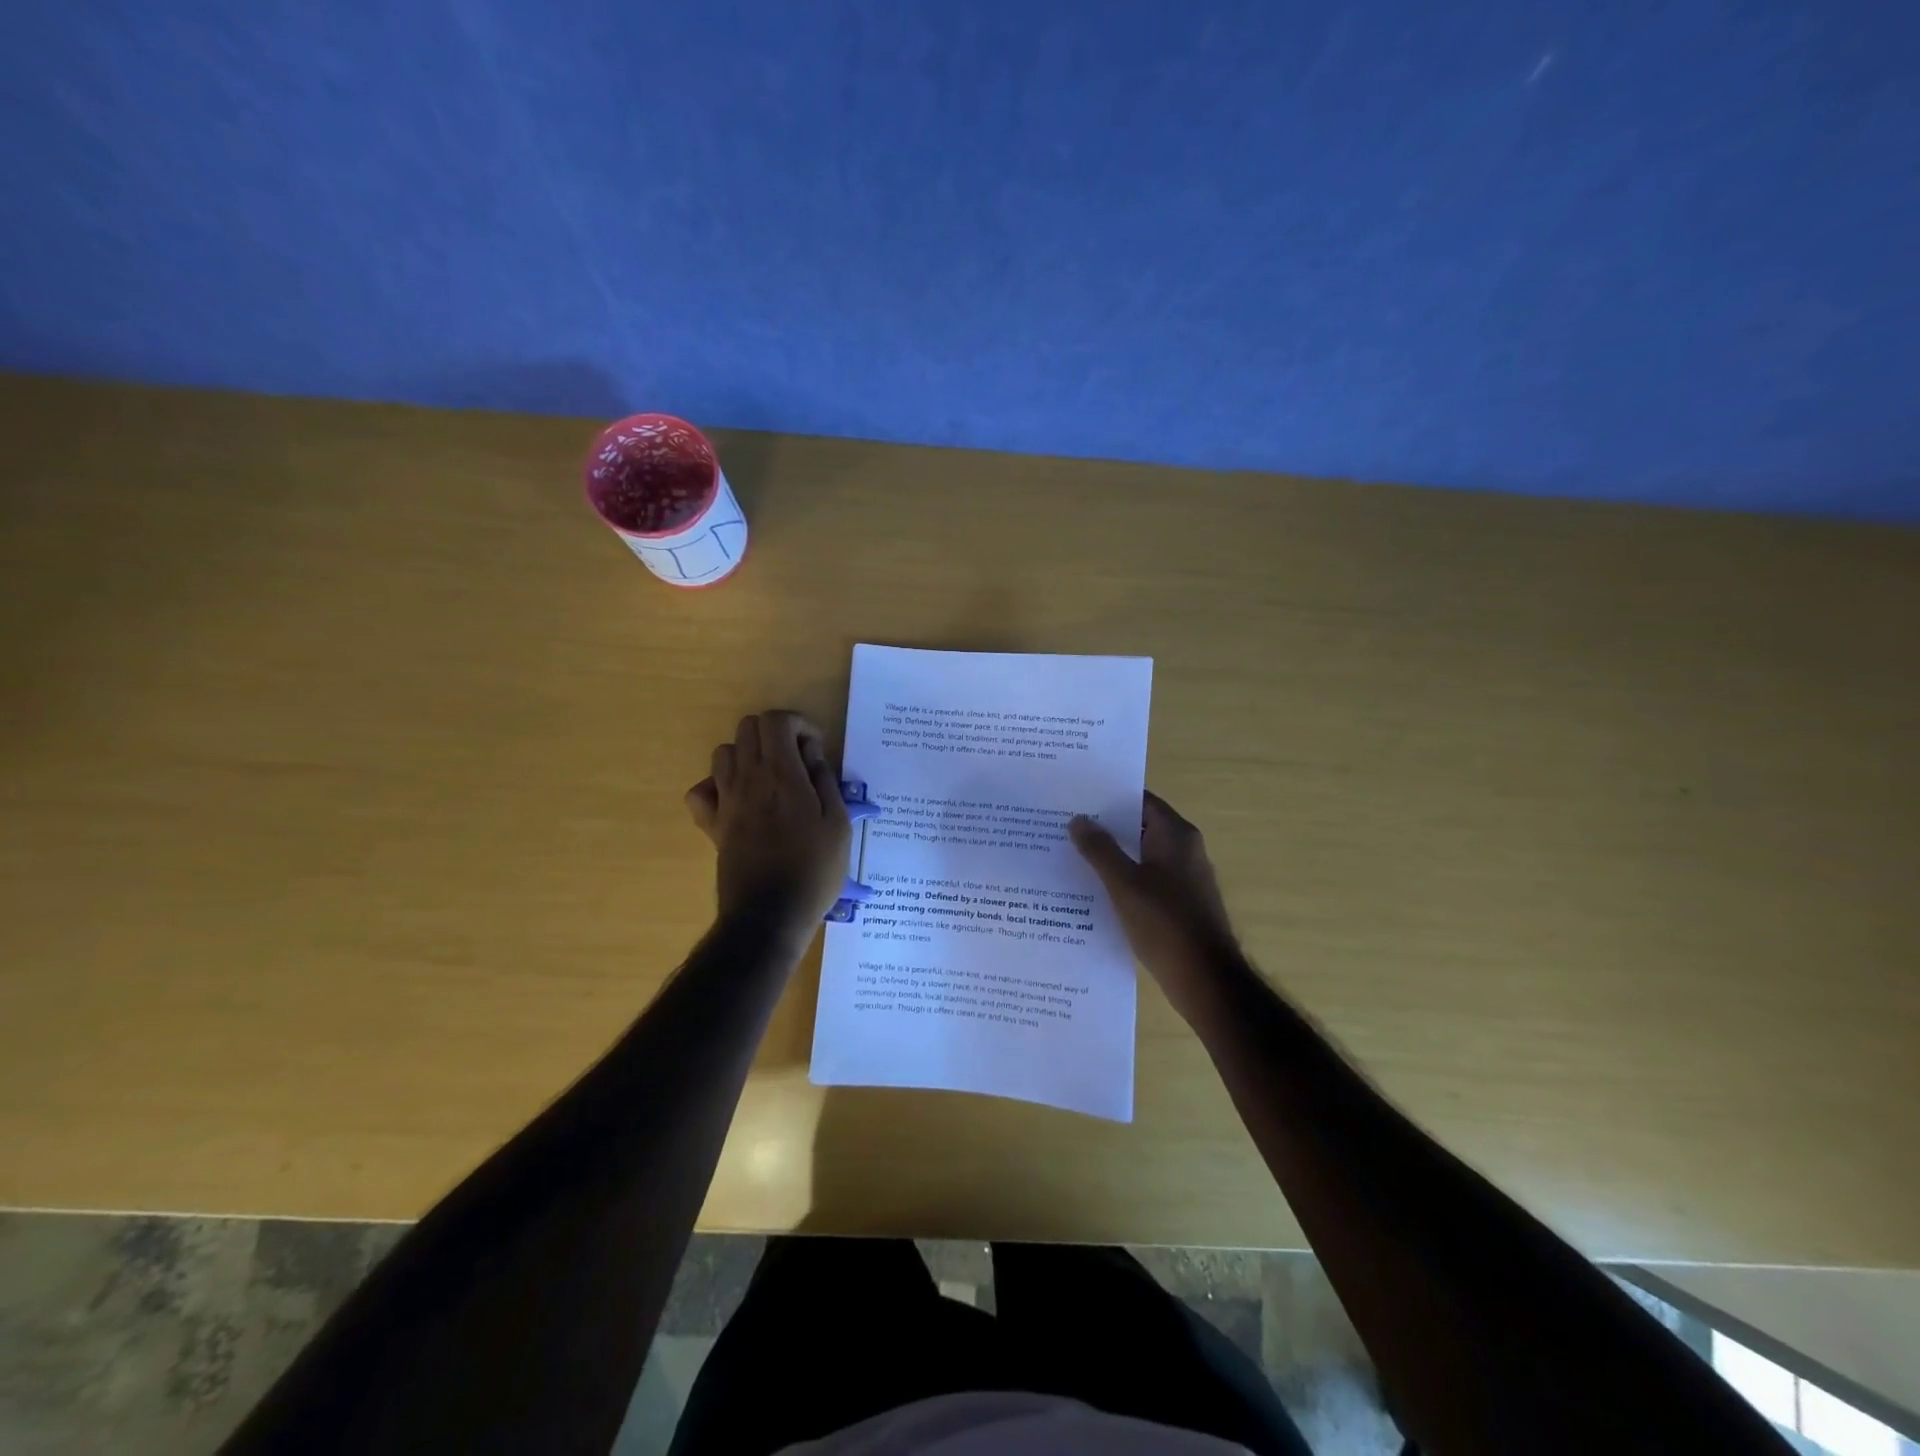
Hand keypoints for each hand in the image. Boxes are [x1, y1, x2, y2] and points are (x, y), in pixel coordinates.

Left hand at [684, 712, 851, 942]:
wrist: (769, 916)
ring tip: (771, 780)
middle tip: (798, 762)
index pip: (776, 721)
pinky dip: (717, 786)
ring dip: (748, 755)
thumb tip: (812, 754)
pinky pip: (701, 790)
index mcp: (782, 775)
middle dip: (775, 734)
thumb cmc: (813, 871)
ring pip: (724, 752)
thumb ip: (825, 781)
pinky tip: (738, 800)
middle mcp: (748, 779)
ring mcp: (725, 801)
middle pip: (748, 728)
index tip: (815, 749)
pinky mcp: (712, 824)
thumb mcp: (839, 824)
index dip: (798, 724)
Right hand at [1070, 792, 1240, 1018]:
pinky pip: (1146, 881)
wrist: (1206, 981)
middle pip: (1139, 827)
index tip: (1075, 798)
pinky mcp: (1180, 904)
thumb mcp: (1124, 884)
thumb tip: (1079, 819)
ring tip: (1070, 856)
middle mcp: (1184, 850)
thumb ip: (1099, 849)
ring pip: (1141, 856)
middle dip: (1104, 828)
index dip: (1108, 797)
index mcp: (1176, 835)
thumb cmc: (1165, 924)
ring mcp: (1184, 878)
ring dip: (1111, 856)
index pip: (1140, 801)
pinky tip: (1094, 891)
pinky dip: (1123, 880)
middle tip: (1064, 826)